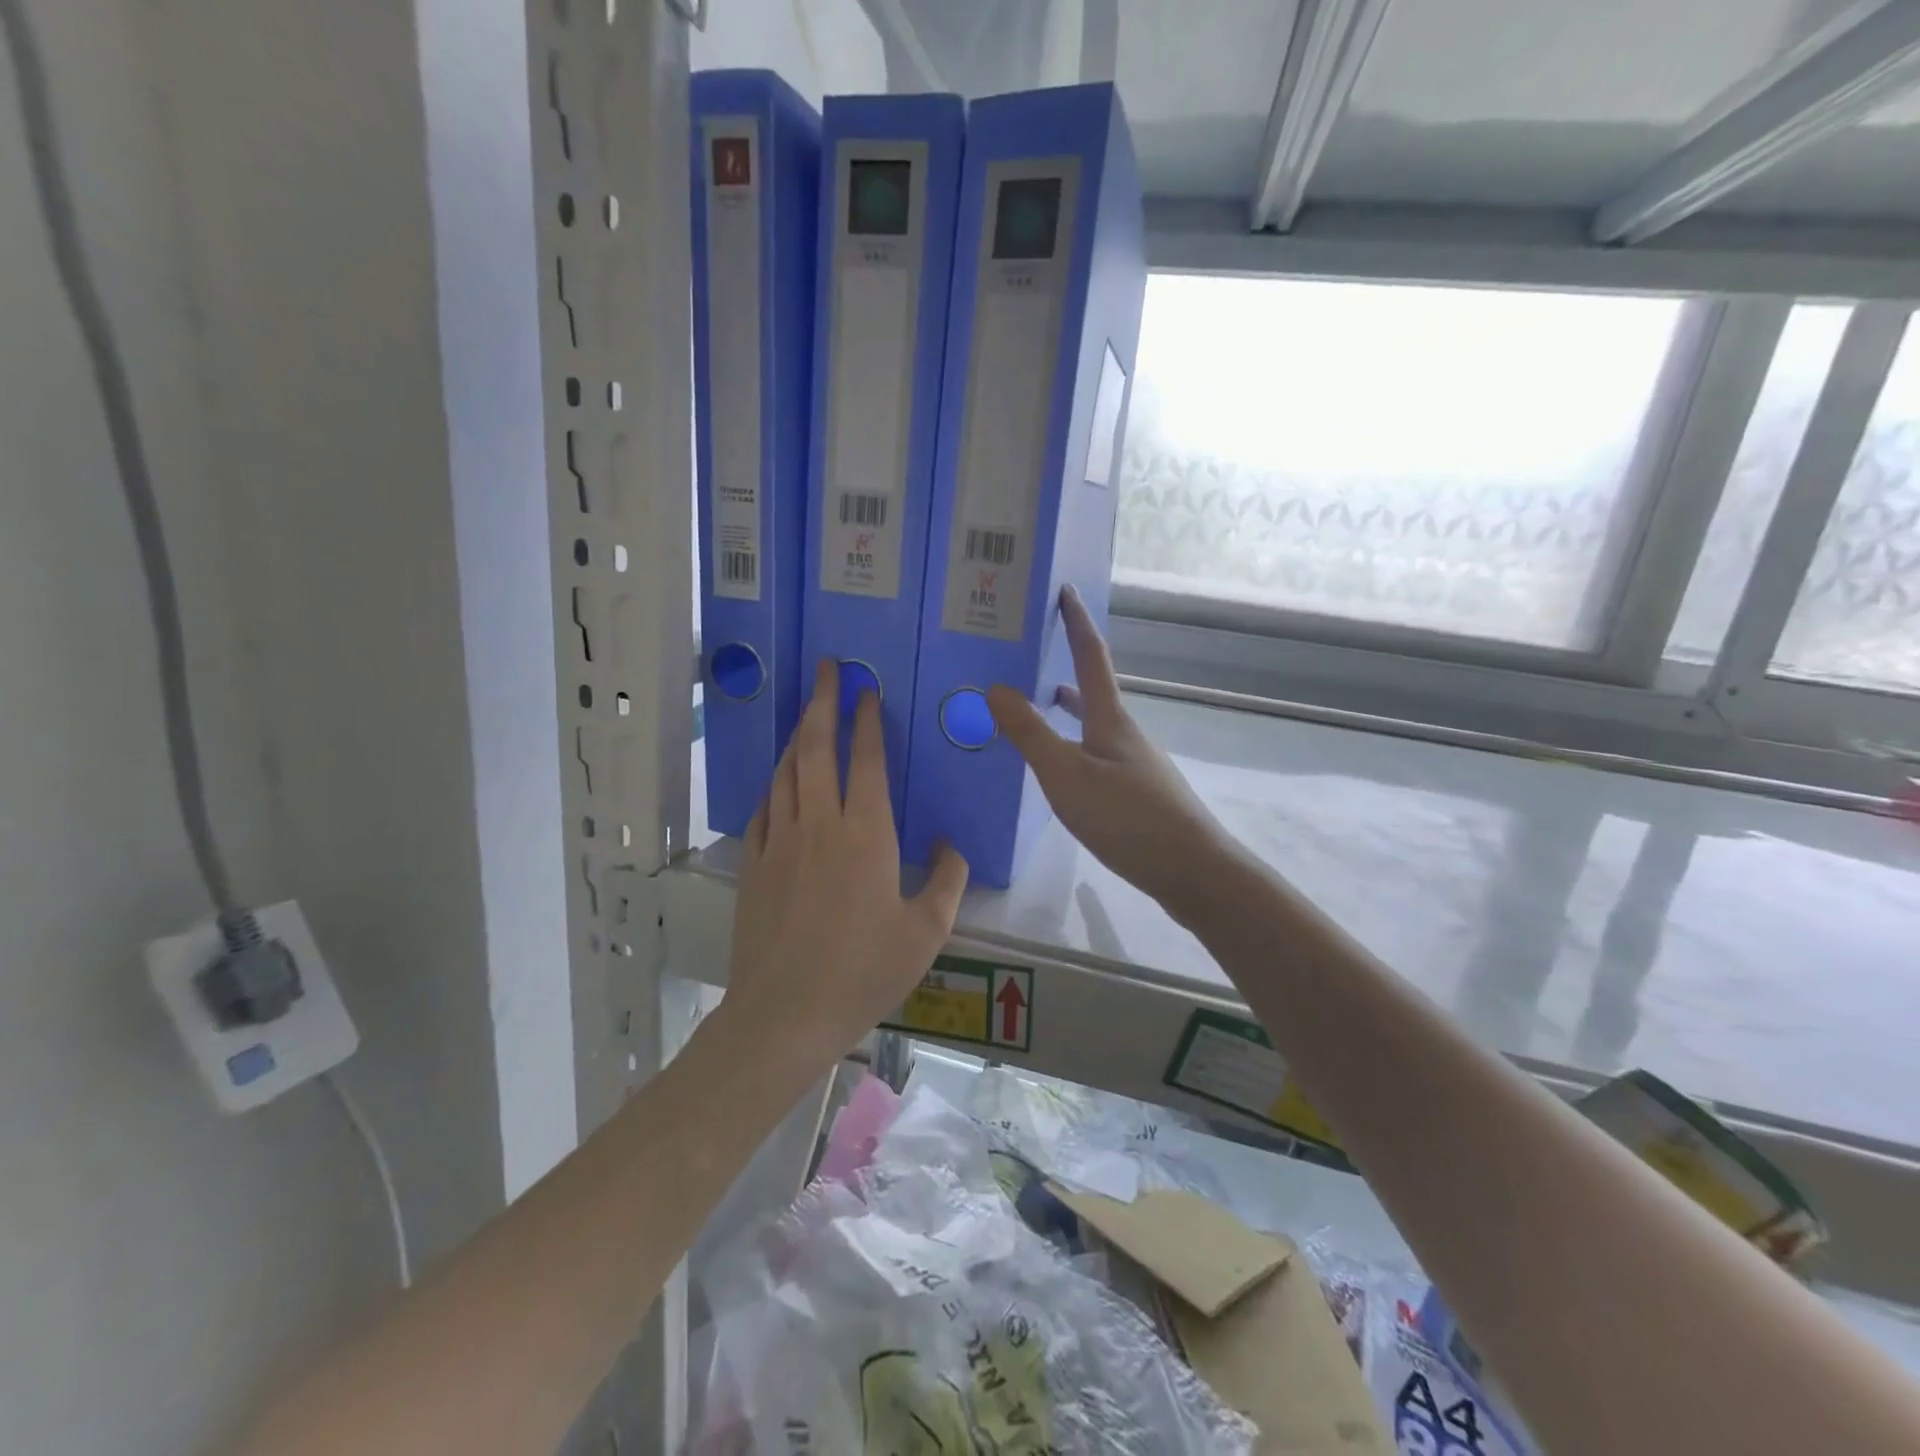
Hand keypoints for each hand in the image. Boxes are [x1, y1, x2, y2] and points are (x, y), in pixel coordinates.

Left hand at [725, 661, 969, 1072]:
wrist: (786, 1013)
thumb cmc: (864, 971)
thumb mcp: (926, 931)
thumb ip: (947, 880)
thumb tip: (951, 845)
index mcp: (865, 833)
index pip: (865, 760)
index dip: (865, 720)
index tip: (864, 691)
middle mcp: (819, 824)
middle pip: (815, 748)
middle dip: (821, 703)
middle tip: (825, 669)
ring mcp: (779, 841)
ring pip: (785, 772)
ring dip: (796, 737)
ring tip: (805, 714)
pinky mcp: (752, 864)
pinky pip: (763, 809)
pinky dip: (774, 785)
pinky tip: (779, 782)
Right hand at [987, 586, 1238, 915]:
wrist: (1191, 870)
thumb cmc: (1127, 817)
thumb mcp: (1067, 775)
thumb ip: (1030, 734)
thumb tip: (996, 686)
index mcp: (1111, 718)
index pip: (1091, 656)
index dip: (1076, 622)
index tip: (1065, 590)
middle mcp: (1125, 733)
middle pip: (1093, 690)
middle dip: (1064, 667)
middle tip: (1029, 656)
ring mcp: (1135, 763)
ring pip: (1095, 724)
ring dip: (1068, 709)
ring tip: (1038, 706)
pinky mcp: (1138, 793)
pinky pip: (1097, 753)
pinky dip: (1074, 745)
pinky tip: (1063, 770)